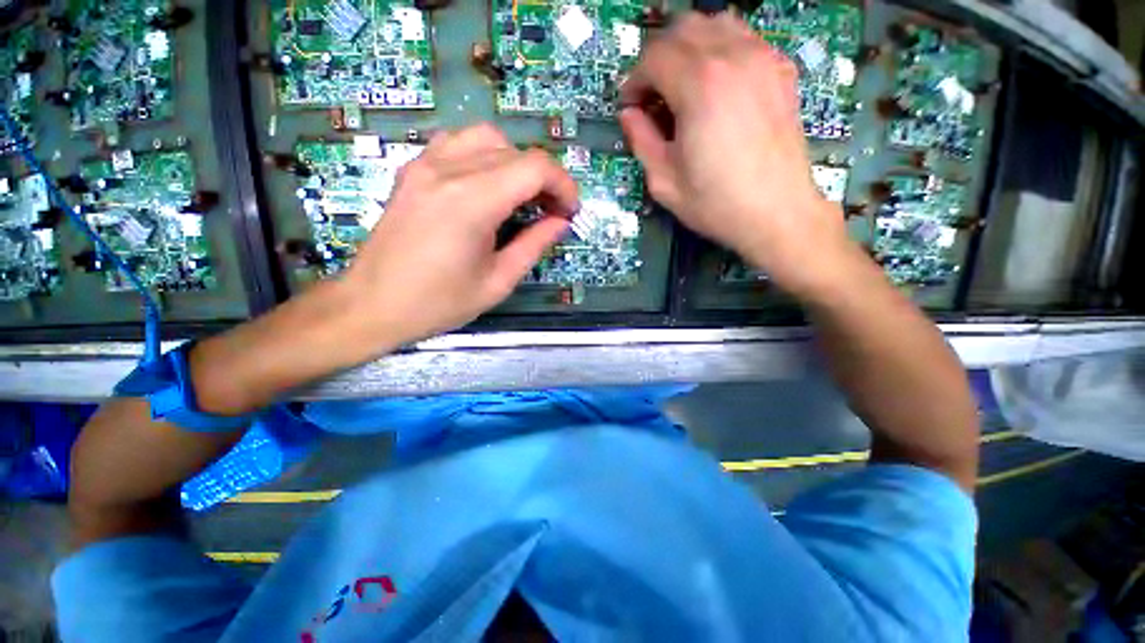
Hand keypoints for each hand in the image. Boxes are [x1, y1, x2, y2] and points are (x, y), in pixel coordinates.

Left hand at [341, 123, 578, 345]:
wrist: (373, 304)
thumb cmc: (439, 302)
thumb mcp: (498, 281)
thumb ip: (534, 245)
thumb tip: (560, 222)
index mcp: (473, 202)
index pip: (535, 167)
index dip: (563, 185)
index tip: (570, 212)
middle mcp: (449, 171)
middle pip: (516, 151)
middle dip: (544, 179)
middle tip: (550, 213)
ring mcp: (426, 165)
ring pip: (487, 138)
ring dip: (515, 163)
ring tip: (521, 197)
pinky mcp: (413, 170)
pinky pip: (458, 143)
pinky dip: (484, 157)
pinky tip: (487, 186)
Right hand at [620, 13, 854, 295]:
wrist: (777, 213)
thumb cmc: (716, 203)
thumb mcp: (664, 181)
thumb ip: (641, 141)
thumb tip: (630, 115)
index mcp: (699, 85)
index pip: (654, 57)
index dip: (634, 80)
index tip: (631, 106)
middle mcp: (732, 56)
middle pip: (683, 29)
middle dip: (658, 58)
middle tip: (652, 95)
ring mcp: (763, 58)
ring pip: (716, 24)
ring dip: (690, 47)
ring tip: (682, 84)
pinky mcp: (781, 70)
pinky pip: (744, 39)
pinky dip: (721, 50)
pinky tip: (717, 84)